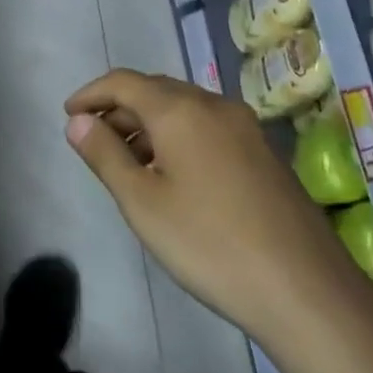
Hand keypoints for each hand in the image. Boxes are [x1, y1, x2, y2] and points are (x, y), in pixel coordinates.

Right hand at [63, 70, 366, 349]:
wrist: (305, 290)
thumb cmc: (208, 243)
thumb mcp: (142, 201)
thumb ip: (104, 154)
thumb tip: (78, 121)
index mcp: (181, 110)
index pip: (124, 82)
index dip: (90, 93)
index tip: (67, 115)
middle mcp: (215, 106)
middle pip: (155, 90)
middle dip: (118, 108)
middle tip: (93, 140)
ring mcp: (245, 129)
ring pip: (183, 109)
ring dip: (148, 124)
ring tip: (126, 161)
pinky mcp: (263, 154)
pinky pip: (207, 128)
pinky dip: (177, 137)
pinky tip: (170, 175)